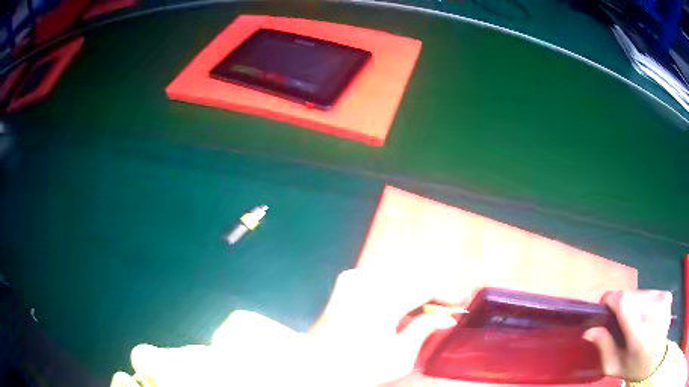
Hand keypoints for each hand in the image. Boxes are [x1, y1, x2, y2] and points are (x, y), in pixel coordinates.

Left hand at [310, 268, 456, 385]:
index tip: (458, 305)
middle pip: (413, 275)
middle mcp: (368, 281)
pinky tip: (396, 305)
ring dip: (413, 288)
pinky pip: (380, 275)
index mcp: (383, 301)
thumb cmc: (358, 366)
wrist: (315, 364)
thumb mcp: (399, 356)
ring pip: (398, 273)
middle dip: (430, 292)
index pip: (426, 285)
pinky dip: (395, 286)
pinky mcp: (345, 281)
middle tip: (440, 310)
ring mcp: (354, 278)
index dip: (446, 294)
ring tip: (420, 310)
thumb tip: (447, 318)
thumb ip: (425, 330)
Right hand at [583, 290, 672, 381]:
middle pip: (631, 297)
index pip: (625, 304)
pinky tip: (646, 316)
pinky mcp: (666, 294)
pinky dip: (643, 302)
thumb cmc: (636, 367)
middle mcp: (653, 313)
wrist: (657, 355)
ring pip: (640, 293)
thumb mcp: (616, 366)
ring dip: (633, 304)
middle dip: (621, 305)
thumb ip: (604, 347)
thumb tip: (588, 330)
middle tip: (620, 323)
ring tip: (634, 321)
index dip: (611, 299)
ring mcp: (662, 300)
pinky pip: (649, 293)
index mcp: (639, 337)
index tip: (603, 305)